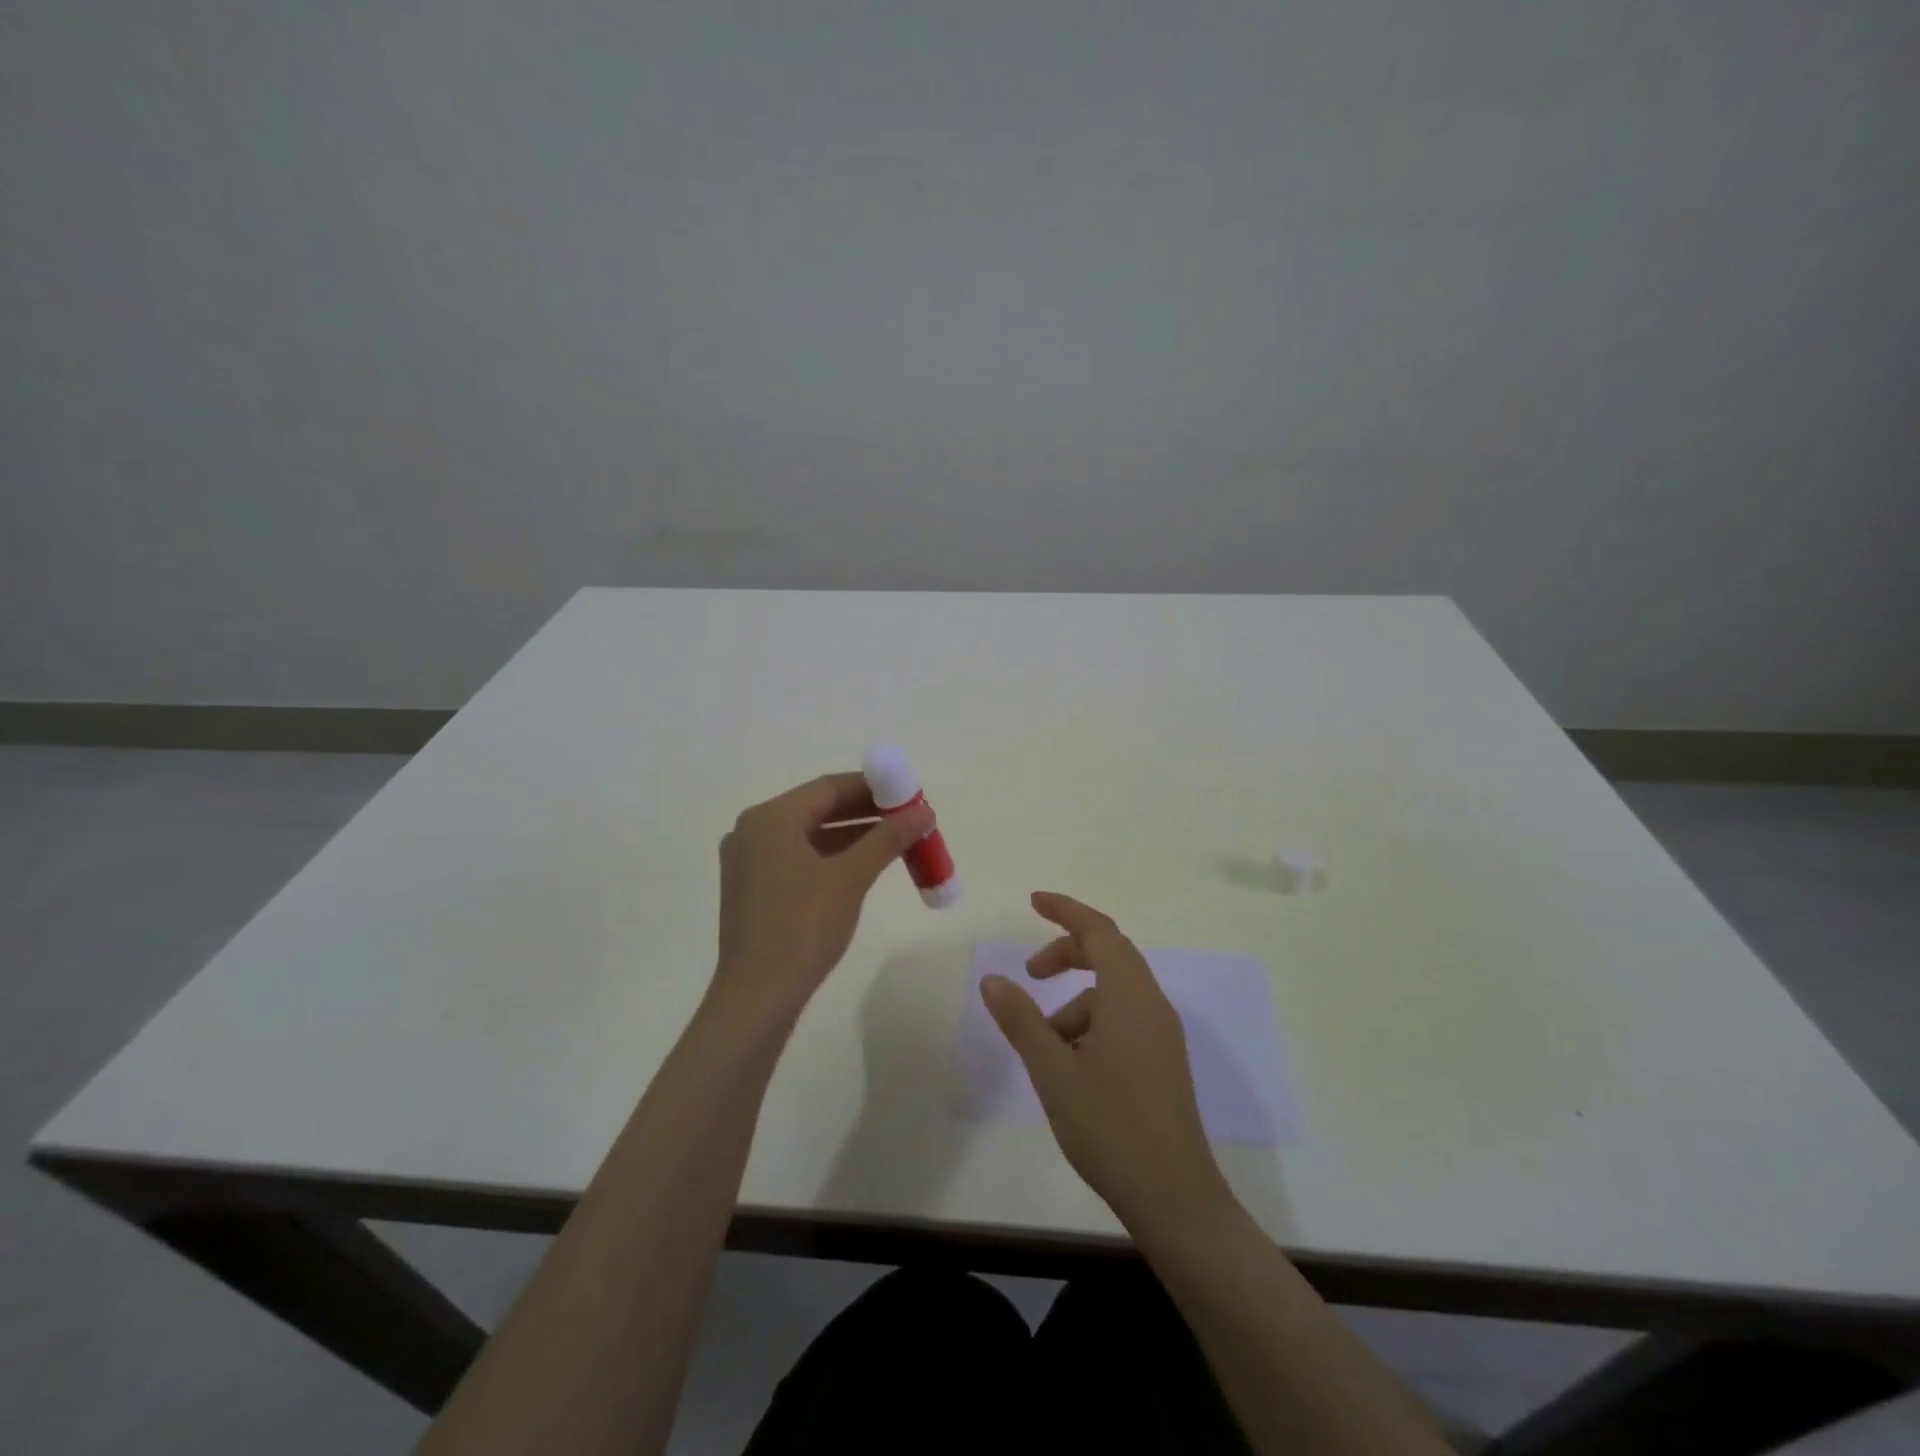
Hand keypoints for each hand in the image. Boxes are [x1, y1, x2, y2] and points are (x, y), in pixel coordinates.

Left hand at [713, 772, 933, 1018]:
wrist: (758, 996)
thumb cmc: (803, 927)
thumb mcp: (851, 877)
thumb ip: (888, 838)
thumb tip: (925, 811)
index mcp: (770, 818)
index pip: (829, 787)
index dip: (873, 787)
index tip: (909, 793)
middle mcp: (753, 830)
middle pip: (818, 808)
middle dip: (865, 812)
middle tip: (907, 818)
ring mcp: (749, 860)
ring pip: (809, 835)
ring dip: (851, 835)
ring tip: (895, 840)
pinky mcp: (752, 888)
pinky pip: (798, 857)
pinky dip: (831, 856)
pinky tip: (862, 865)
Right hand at [982, 892, 1230, 1230]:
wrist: (1174, 1198)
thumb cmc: (1110, 1125)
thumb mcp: (1053, 1070)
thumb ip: (1021, 1020)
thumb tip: (992, 979)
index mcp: (1130, 996)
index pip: (1099, 931)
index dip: (1066, 910)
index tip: (1034, 902)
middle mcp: (1152, 1005)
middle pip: (1110, 955)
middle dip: (1066, 955)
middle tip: (1030, 974)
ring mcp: (1162, 1035)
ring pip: (1113, 994)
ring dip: (1075, 1003)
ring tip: (1045, 1047)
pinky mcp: (1163, 1061)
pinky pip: (1124, 1020)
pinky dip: (1092, 1025)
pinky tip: (1071, 1067)